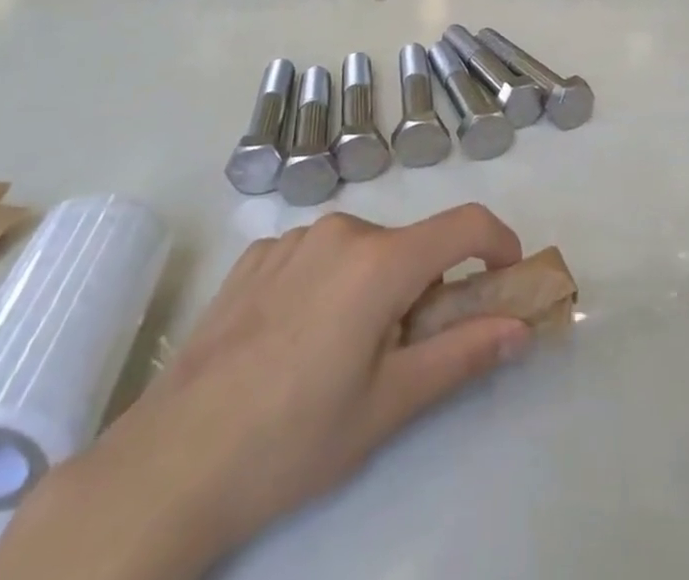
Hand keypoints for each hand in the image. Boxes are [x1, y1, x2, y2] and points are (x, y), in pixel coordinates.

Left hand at [0, 207, 531, 579]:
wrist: (169, 463)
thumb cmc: (293, 440)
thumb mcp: (389, 406)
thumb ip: (463, 355)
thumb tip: (519, 327)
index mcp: (379, 260)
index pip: (464, 225)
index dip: (499, 243)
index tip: (508, 277)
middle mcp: (339, 230)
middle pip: (409, 244)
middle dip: (427, 286)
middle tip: (410, 353)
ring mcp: (291, 238)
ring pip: (361, 250)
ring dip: (376, 286)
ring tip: (345, 356)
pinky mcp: (255, 256)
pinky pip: (315, 256)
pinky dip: (329, 285)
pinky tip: (297, 341)